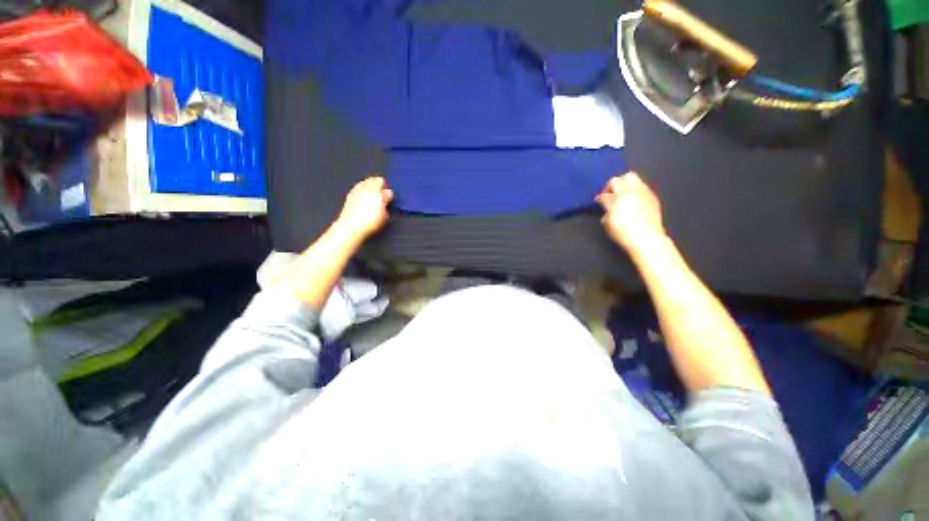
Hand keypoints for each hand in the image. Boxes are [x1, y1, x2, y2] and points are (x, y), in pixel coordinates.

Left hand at [335, 176, 393, 239]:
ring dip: (369, 188)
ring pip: (364, 183)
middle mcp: (364, 187)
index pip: (382, 182)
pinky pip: (358, 189)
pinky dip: (362, 192)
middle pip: (372, 180)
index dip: (386, 188)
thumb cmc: (371, 221)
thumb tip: (387, 194)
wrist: (351, 227)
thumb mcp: (385, 213)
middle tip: (382, 196)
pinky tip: (364, 201)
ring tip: (373, 199)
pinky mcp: (349, 196)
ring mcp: (355, 190)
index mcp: (375, 189)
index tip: (388, 196)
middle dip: (377, 186)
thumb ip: (387, 201)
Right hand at [596, 172, 665, 255]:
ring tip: (623, 196)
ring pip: (633, 178)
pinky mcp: (652, 196)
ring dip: (625, 185)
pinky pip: (642, 187)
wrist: (647, 238)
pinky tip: (634, 202)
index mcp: (617, 198)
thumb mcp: (607, 224)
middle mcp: (630, 191)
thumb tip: (607, 208)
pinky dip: (636, 191)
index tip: (598, 202)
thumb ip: (606, 211)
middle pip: (619, 179)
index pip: (604, 195)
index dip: (599, 198)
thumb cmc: (623, 233)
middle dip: (612, 186)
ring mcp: (643, 192)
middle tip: (610, 195)